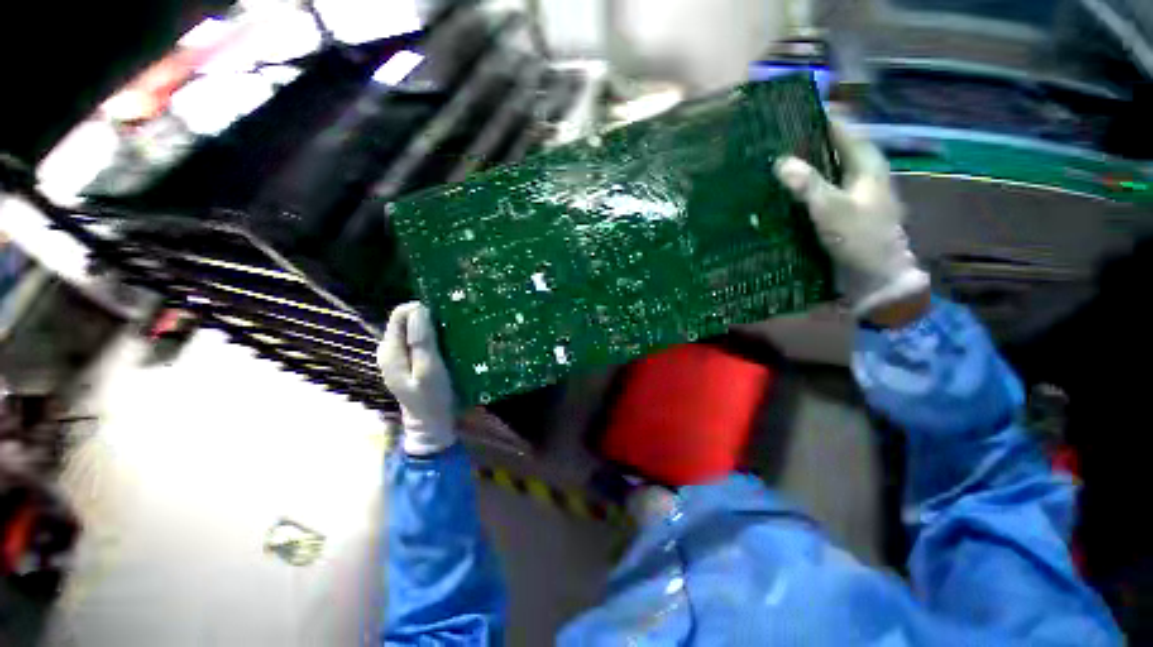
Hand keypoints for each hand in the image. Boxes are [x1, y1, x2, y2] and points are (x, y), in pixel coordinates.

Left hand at [378, 302, 456, 455]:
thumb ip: (422, 341)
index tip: (443, 319)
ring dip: (432, 327)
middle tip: (451, 327)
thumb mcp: (429, 371)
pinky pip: (419, 339)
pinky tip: (446, 344)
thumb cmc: (432, 398)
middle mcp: (390, 349)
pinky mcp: (409, 360)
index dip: (421, 310)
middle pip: (406, 320)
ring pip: (414, 329)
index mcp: (390, 351)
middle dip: (428, 318)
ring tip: (451, 334)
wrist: (431, 424)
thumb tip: (419, 310)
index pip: (400, 314)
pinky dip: (432, 337)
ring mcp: (399, 355)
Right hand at [774, 122, 928, 319]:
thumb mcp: (833, 210)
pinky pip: (817, 189)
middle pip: (829, 147)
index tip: (785, 114)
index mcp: (865, 163)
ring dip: (799, 165)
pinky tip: (780, 192)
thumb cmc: (861, 239)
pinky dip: (800, 187)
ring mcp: (849, 191)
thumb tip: (780, 161)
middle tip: (768, 142)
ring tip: (767, 163)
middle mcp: (859, 171)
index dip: (816, 118)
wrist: (877, 277)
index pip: (840, 127)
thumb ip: (808, 185)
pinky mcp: (839, 209)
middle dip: (801, 142)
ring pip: (822, 169)